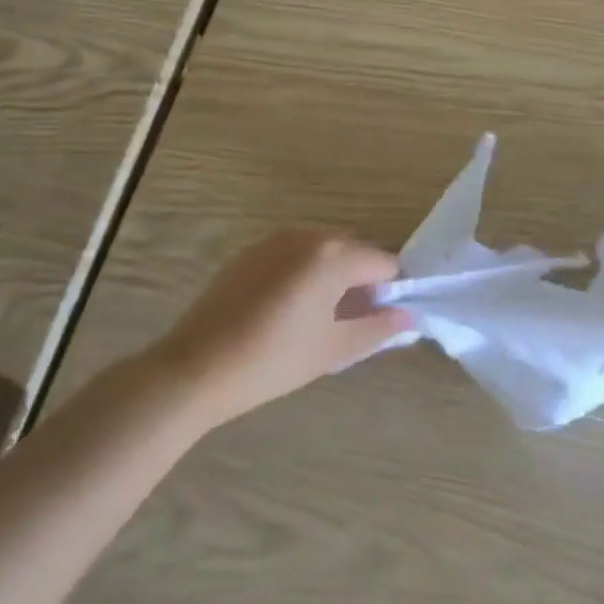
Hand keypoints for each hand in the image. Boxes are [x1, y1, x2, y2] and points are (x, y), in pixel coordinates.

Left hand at [148, 228, 412, 431]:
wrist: (196, 368)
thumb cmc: (273, 360)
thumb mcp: (333, 349)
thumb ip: (378, 328)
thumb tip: (408, 317)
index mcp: (333, 255)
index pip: (383, 262)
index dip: (390, 290)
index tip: (381, 319)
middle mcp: (308, 235)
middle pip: (354, 250)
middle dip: (362, 278)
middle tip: (352, 320)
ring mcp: (275, 240)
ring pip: (324, 249)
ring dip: (334, 273)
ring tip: (320, 316)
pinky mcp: (251, 252)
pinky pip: (295, 253)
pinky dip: (305, 271)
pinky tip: (288, 309)